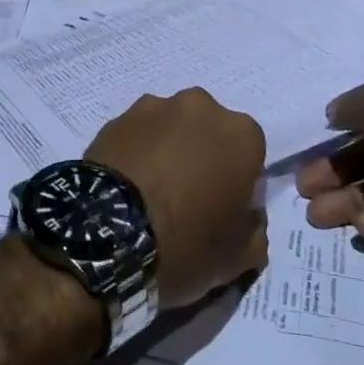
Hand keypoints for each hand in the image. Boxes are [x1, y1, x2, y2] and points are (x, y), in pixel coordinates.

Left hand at [85, 88, 267, 307]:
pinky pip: (138, 133)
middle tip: (187, 197)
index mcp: (241, 134)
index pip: (251, 153)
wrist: (108, 235)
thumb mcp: (239, 258)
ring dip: (169, 149)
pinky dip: (138, 150)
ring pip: (172, 127)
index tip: (223, 208)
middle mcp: (201, 107)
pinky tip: (127, 183)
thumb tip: (248, 217)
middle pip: (210, 131)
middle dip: (203, 155)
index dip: (238, 181)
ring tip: (151, 190)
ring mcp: (156, 106)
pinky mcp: (118, 116)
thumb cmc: (186, 244)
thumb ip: (256, 229)